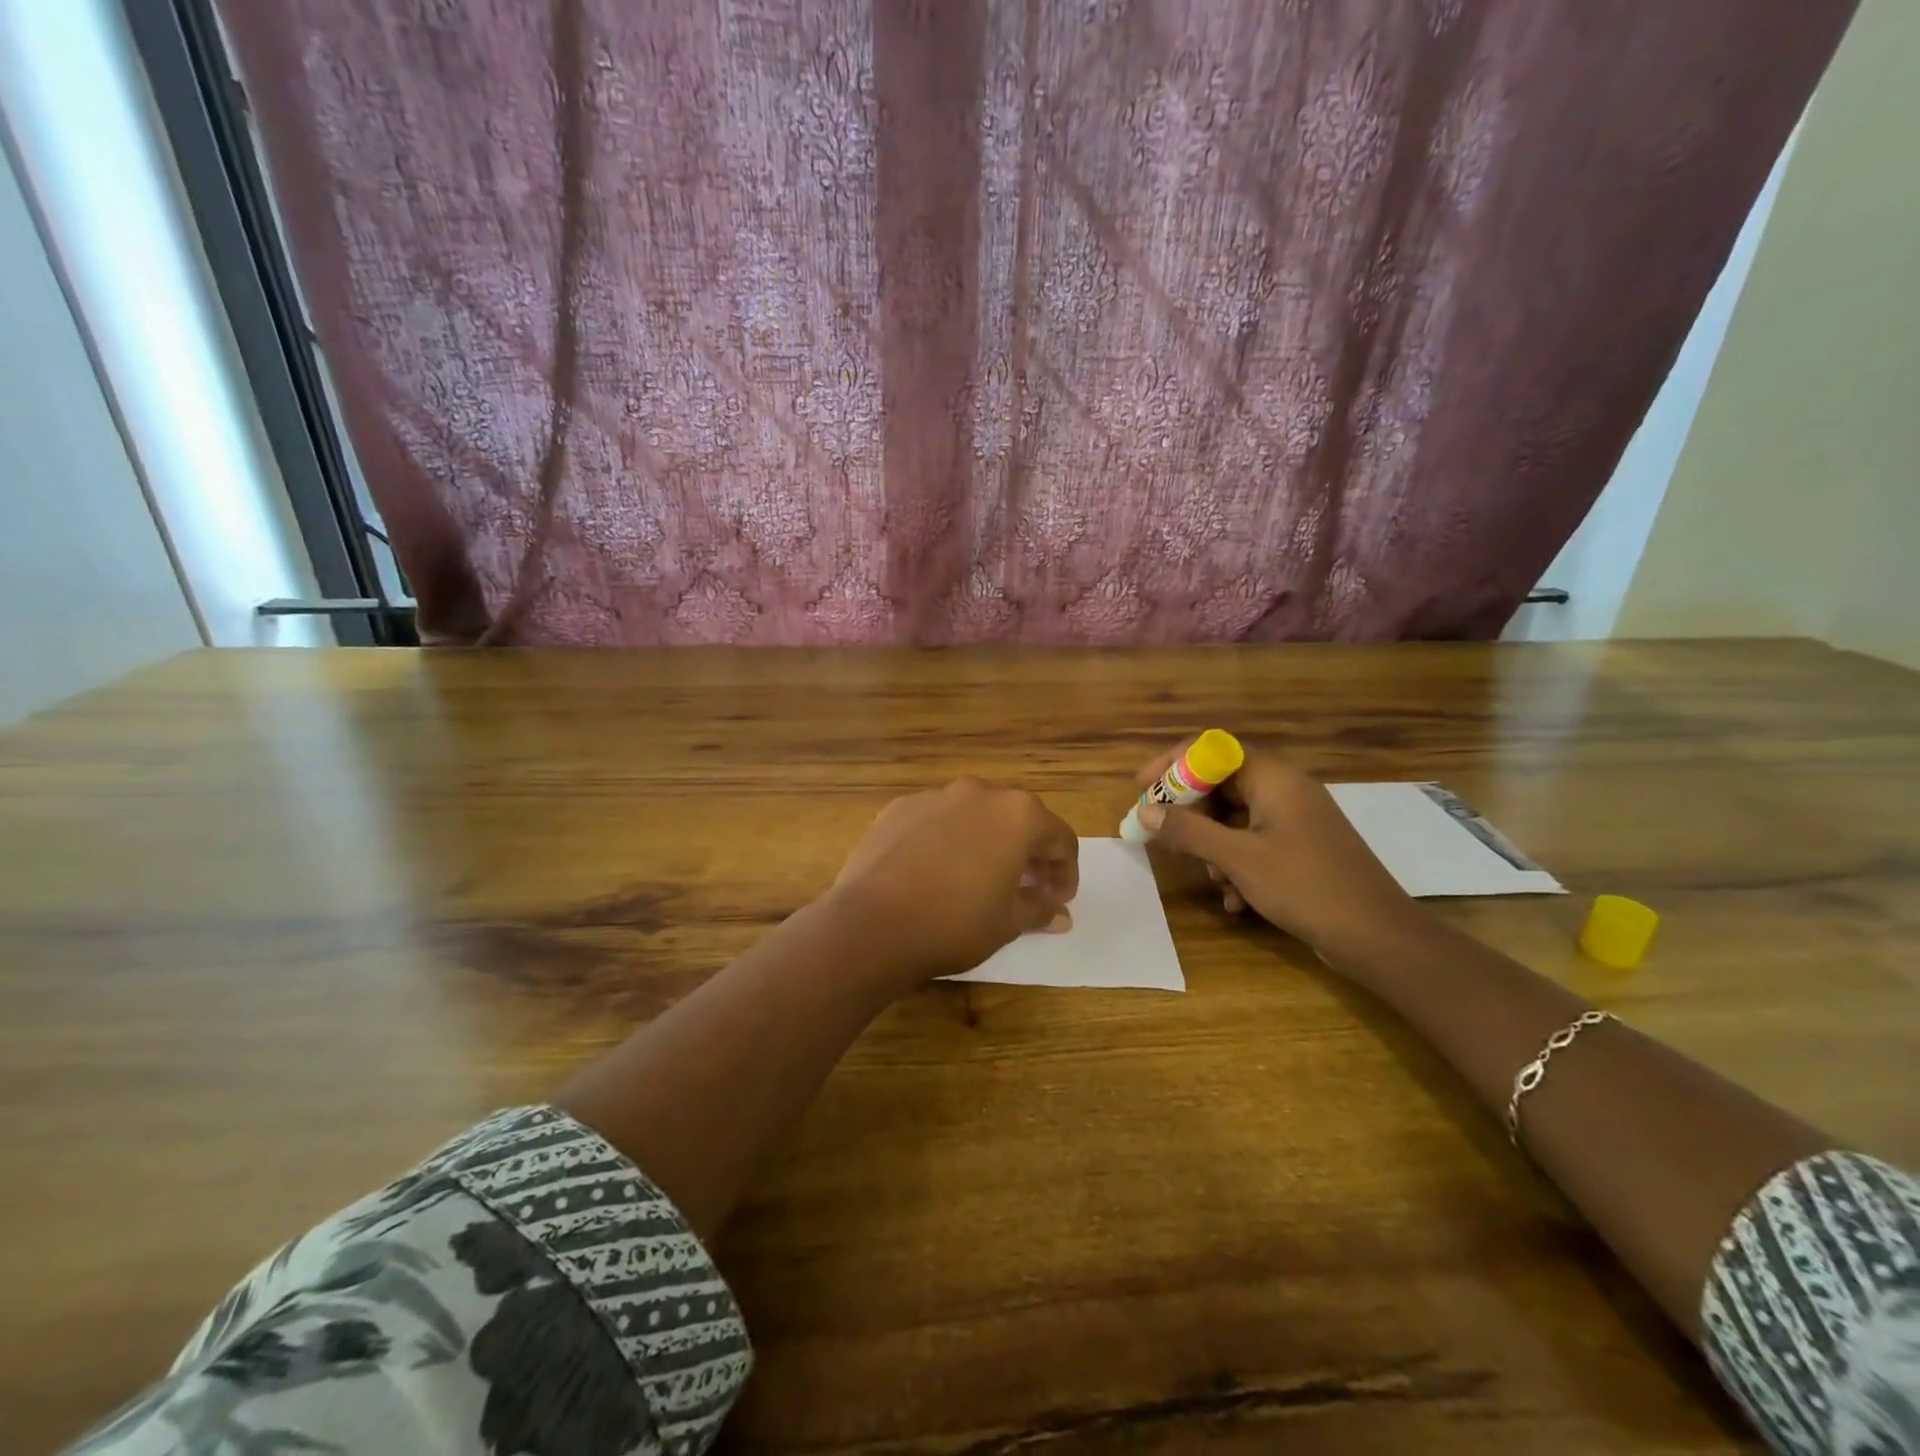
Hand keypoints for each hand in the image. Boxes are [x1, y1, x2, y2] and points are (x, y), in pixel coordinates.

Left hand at [827, 778, 1079, 982]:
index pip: (1060, 838)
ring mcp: (936, 796)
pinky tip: (936, 870)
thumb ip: (1039, 908)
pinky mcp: (899, 807)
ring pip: (976, 813)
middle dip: (1029, 850)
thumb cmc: (955, 923)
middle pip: (1019, 817)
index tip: (1058, 899)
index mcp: (1018, 815)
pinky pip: (937, 819)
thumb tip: (1060, 913)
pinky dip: (948, 838)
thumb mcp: (1008, 923)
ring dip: (988, 840)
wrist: (872, 923)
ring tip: (980, 876)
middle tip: (1027, 885)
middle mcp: (980, 793)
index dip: (1065, 871)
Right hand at [1133, 739, 1423, 962]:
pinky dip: (1237, 865)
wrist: (1378, 936)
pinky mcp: (1302, 846)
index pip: (1211, 748)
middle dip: (1192, 816)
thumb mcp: (1237, 859)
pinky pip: (1255, 842)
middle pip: (1220, 784)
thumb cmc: (1305, 886)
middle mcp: (1285, 788)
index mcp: (1273, 777)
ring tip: (1214, 881)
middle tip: (1167, 840)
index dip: (1172, 764)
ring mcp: (1296, 818)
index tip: (1142, 788)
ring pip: (1235, 818)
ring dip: (1214, 848)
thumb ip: (1188, 830)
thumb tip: (1146, 811)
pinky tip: (1236, 901)